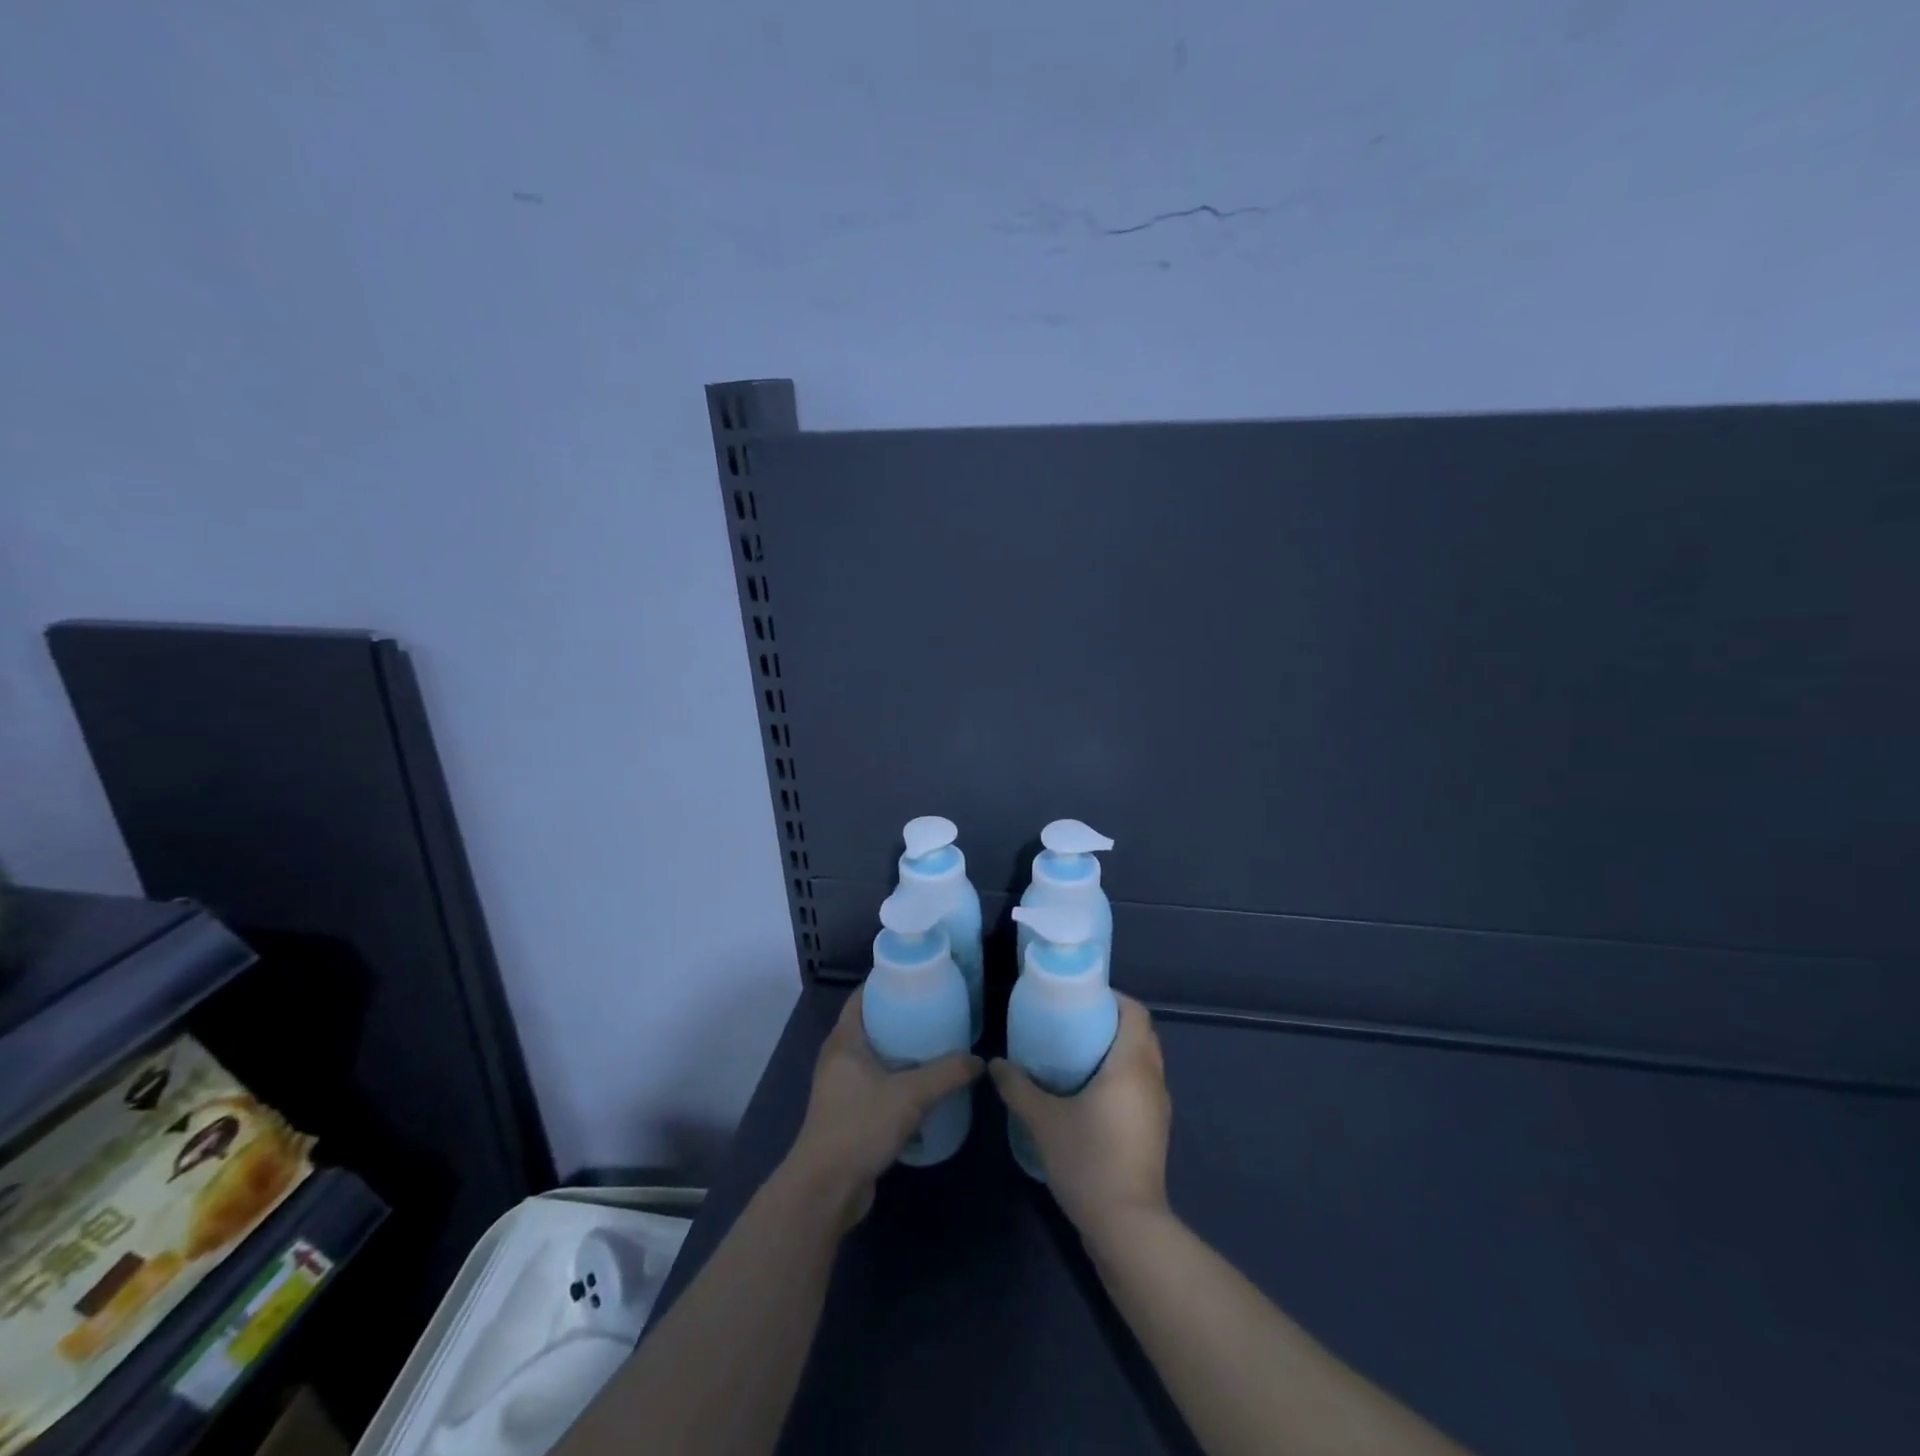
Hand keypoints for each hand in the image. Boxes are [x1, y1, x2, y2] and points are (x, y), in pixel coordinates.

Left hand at [784, 988, 982, 1225]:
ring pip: (874, 1057)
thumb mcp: (910, 1095)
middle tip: (936, 1010)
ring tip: (936, 1045)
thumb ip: (946, 1074)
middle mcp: (838, 1058)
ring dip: (900, 1052)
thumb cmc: (860, 1126)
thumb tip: (978, 1061)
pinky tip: (924, 1087)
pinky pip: (875, 1084)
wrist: (826, 1189)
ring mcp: (840, 1088)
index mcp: (844, 1041)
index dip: (886, 982)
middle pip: (871, 1025)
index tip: (917, 978)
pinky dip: (897, 1080)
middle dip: (900, 1017)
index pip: (862, 996)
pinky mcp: (848, 1114)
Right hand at [990, 995, 1170, 1237]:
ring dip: (1117, 1052)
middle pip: (1140, 1034)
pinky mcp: (1155, 1131)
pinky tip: (1089, 1094)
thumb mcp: (1044, 1120)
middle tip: (1072, 1024)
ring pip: (1142, 1062)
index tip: (1081, 999)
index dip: (1112, 998)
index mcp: (1132, 1064)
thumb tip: (996, 1063)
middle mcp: (1152, 1078)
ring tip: (1077, 1055)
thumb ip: (1018, 1087)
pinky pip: (1141, 1087)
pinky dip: (1121, 1077)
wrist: (1127, 1227)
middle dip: (1110, 1023)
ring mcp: (1158, 1107)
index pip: (1136, 1012)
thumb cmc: (1088, 1160)